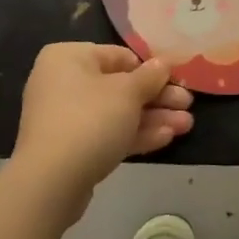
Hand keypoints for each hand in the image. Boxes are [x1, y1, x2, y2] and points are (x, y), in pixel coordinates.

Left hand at [11, 43, 193, 213]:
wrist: (50, 182)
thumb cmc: (90, 119)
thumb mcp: (128, 92)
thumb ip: (150, 76)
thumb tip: (164, 64)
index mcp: (69, 58)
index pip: (118, 56)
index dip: (151, 69)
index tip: (177, 80)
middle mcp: (63, 82)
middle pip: (120, 86)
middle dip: (157, 98)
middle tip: (187, 105)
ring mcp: (65, 118)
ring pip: (117, 113)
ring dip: (152, 118)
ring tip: (186, 125)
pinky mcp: (71, 148)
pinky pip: (107, 134)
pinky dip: (135, 134)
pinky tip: (166, 138)